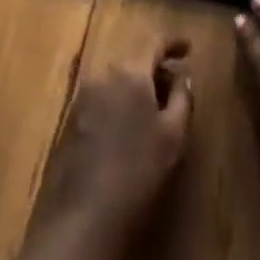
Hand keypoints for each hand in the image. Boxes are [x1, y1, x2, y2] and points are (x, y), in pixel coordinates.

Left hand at [27, 40, 194, 244]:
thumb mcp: (173, 136)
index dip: (173, 43)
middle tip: (171, 88)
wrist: (85, 215)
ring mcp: (83, 96)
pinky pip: (101, 98)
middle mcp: (104, 73)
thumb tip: (183, 77)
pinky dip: (116, 103)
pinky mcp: (71, 119)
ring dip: (134, 88)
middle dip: (153, 70)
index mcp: (131, 71)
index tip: (188, 49)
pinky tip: (125, 129)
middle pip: (134, 60)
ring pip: (116, 80)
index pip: (155, 44)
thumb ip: (182, 98)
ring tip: (150, 111)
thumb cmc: (138, 171)